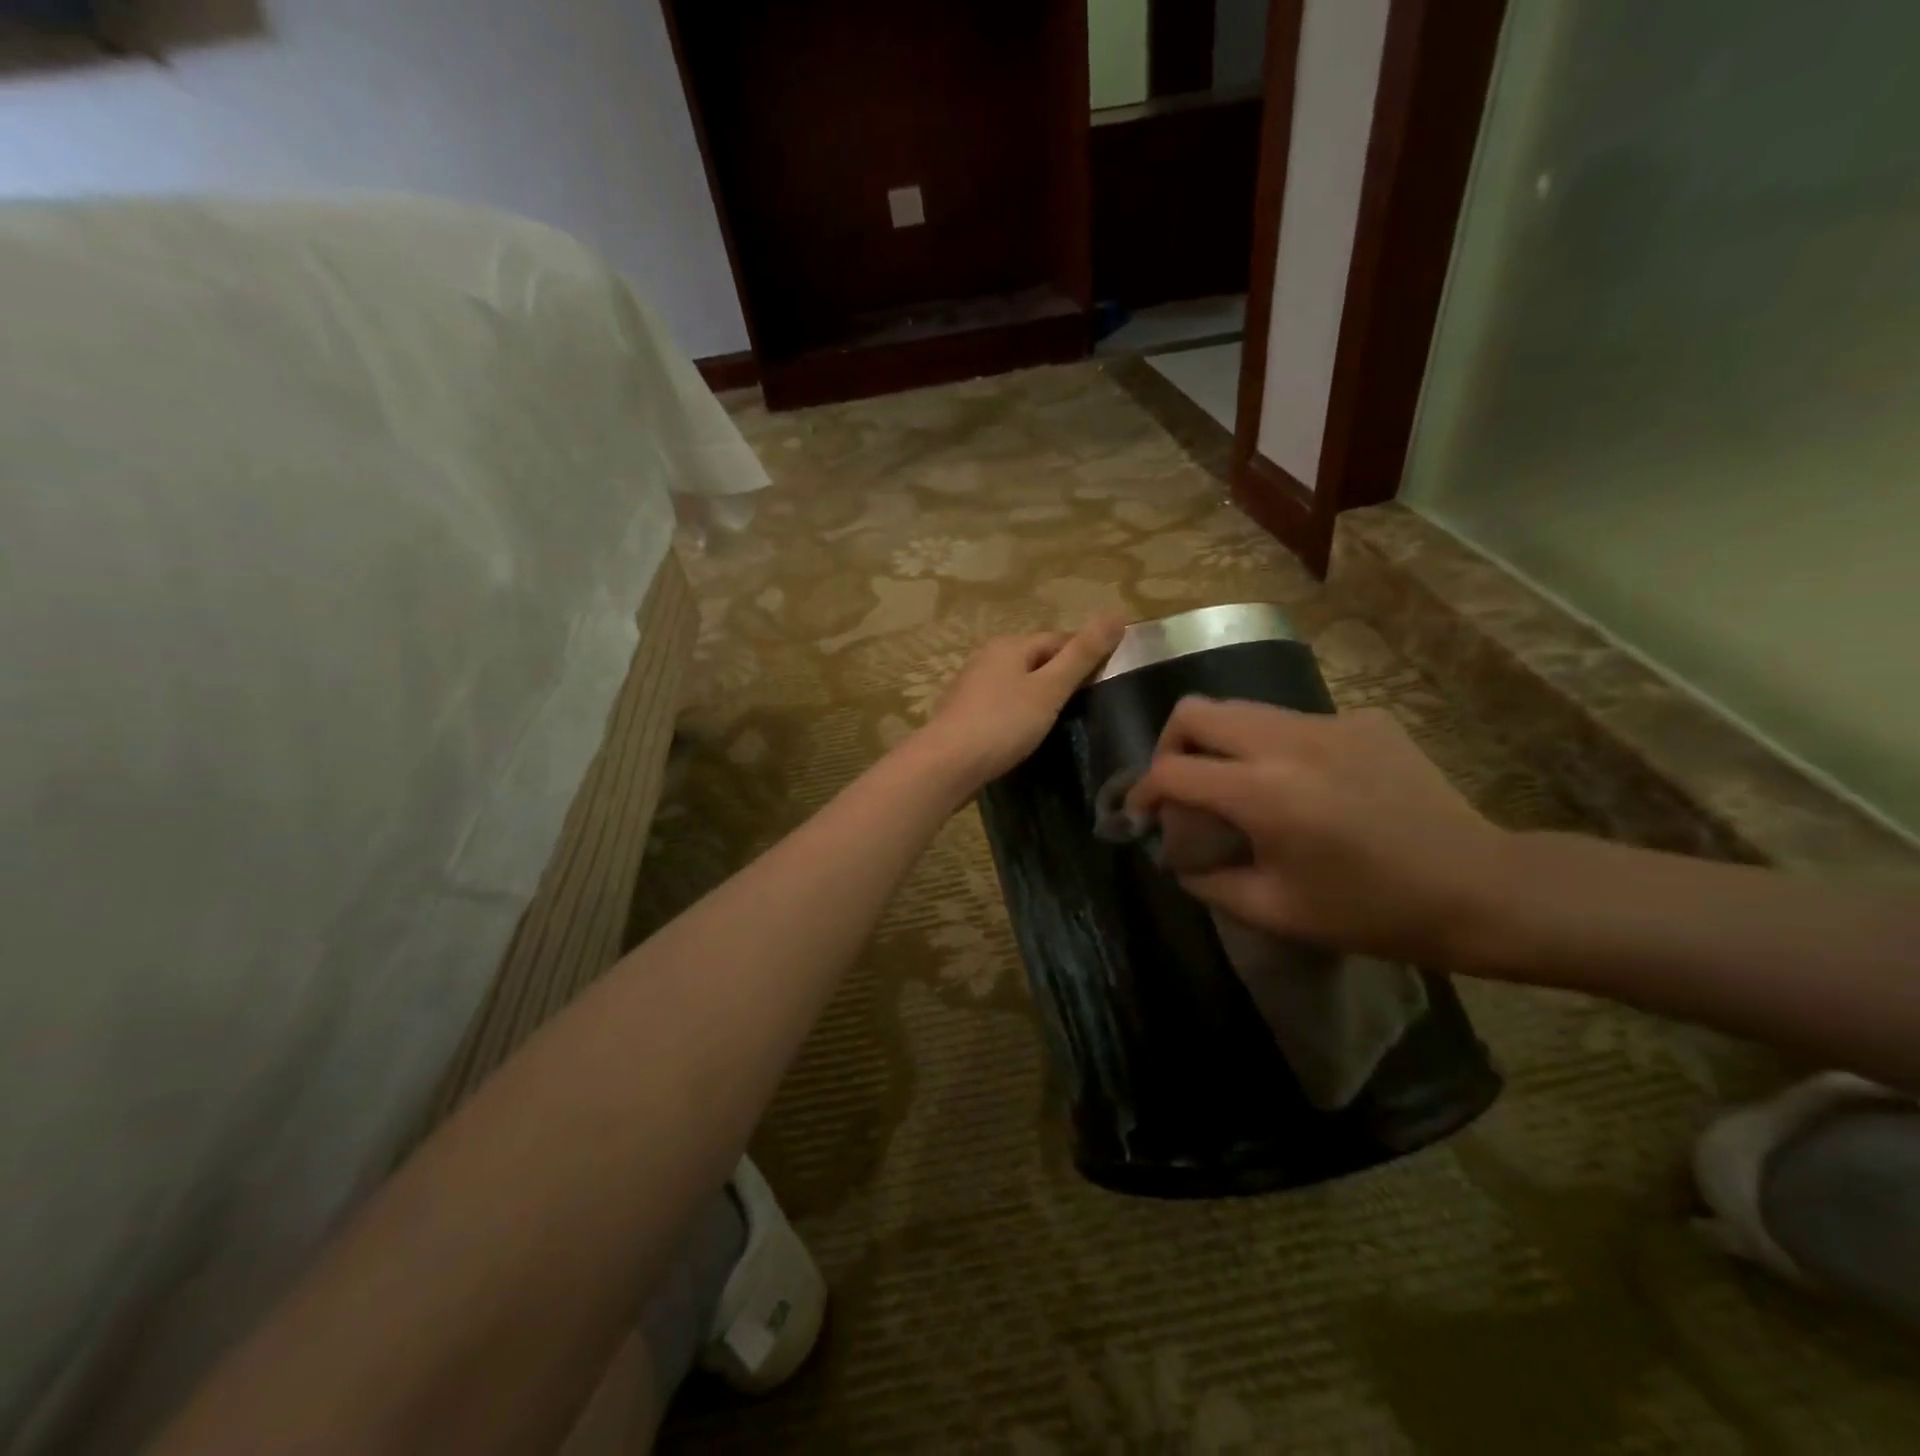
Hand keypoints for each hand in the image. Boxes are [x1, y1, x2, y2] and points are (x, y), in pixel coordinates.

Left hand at [917, 619, 1127, 790]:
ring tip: (1059, 722)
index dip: (1084, 655)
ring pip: (1016, 683)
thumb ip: (1083, 655)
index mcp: (1009, 645)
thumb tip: (1117, 616)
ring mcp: (970, 686)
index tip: (1105, 680)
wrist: (947, 764)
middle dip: (1059, 676)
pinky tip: (1024, 734)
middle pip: (1035, 659)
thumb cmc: (1003, 723)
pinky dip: (1016, 714)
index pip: (1058, 639)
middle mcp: (986, 657)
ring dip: (1037, 697)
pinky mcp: (962, 713)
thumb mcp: (1050, 688)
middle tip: (1085, 706)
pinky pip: (1000, 705)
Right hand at [1125, 698, 1510, 966]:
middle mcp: (1287, 741)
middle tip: (1180, 785)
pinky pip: (1294, 722)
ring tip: (1235, 785)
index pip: (1171, 771)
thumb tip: (1176, 860)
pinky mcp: (1362, 719)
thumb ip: (1209, 882)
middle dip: (1171, 746)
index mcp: (1263, 792)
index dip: (1142, 792)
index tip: (1141, 814)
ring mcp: (1329, 722)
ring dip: (1221, 743)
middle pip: (1196, 710)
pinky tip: (1304, 787)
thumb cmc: (1372, 910)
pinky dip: (1275, 748)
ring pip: (1243, 709)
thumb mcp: (1277, 911)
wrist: (1480, 888)